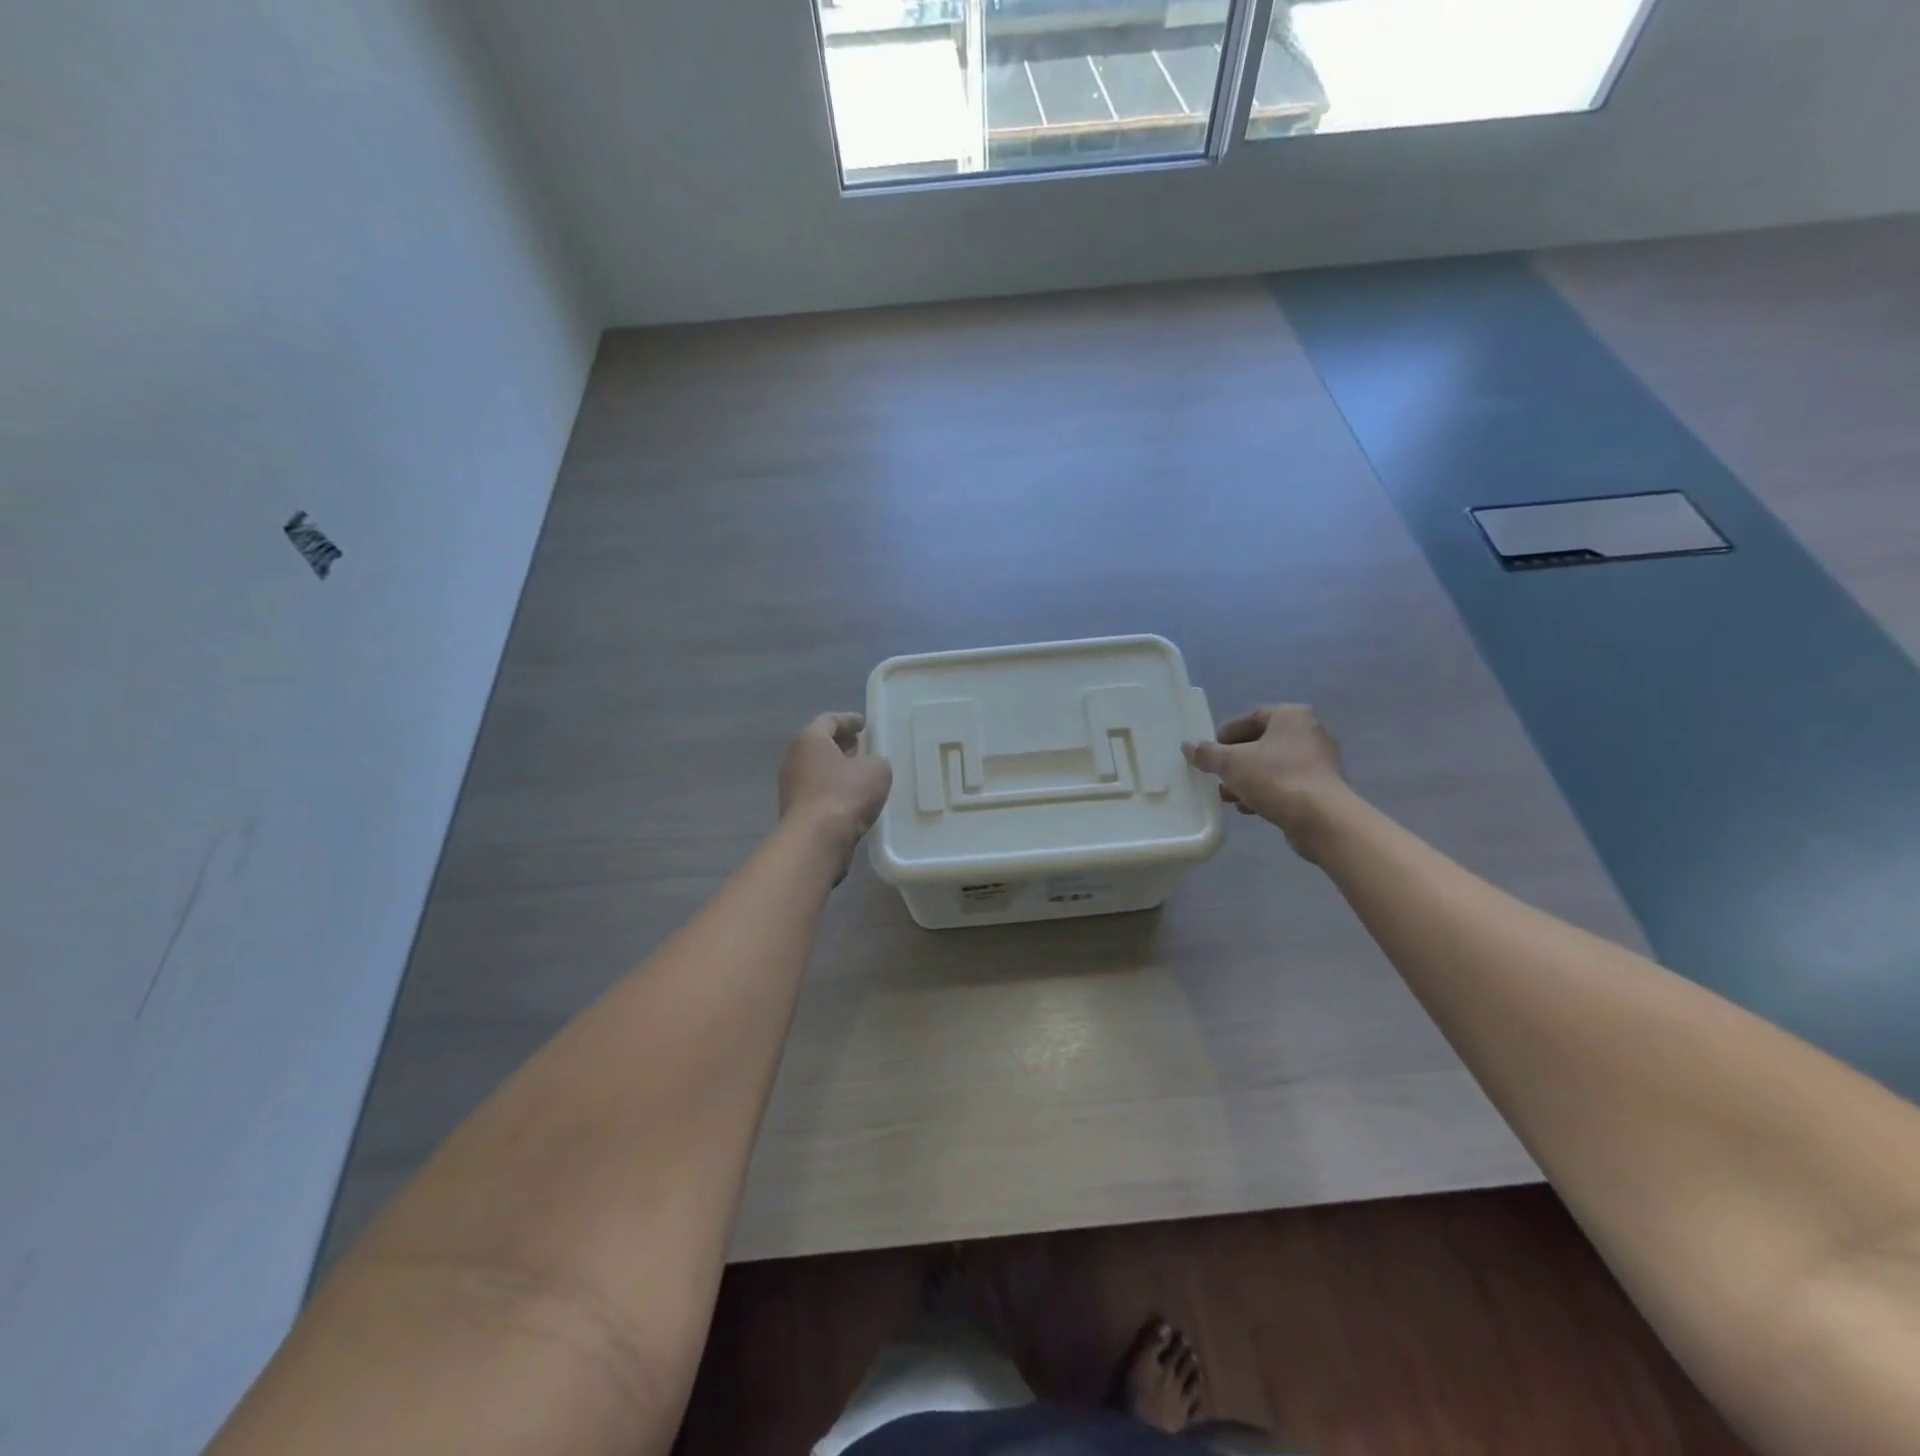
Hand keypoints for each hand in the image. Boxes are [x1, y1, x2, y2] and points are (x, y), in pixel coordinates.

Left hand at [779, 713, 893, 879]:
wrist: (816, 840)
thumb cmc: (845, 794)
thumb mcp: (877, 770)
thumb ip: (876, 761)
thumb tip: (869, 766)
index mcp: (810, 740)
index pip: (829, 720)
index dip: (849, 720)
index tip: (864, 724)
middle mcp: (794, 759)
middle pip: (820, 745)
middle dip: (842, 745)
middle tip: (863, 747)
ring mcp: (791, 787)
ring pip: (818, 771)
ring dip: (837, 771)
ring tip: (860, 775)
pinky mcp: (795, 812)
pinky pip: (817, 793)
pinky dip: (833, 791)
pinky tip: (852, 800)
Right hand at [1182, 705, 1349, 860]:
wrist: (1322, 819)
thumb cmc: (1275, 779)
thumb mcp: (1230, 763)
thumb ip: (1206, 752)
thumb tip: (1188, 746)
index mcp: (1291, 716)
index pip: (1248, 719)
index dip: (1223, 737)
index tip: (1207, 755)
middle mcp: (1309, 732)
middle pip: (1260, 743)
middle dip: (1234, 763)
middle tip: (1216, 778)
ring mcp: (1319, 760)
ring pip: (1271, 766)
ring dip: (1246, 780)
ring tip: (1228, 796)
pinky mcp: (1322, 787)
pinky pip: (1285, 783)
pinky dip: (1265, 792)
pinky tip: (1248, 807)